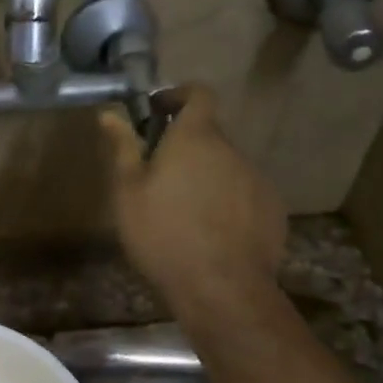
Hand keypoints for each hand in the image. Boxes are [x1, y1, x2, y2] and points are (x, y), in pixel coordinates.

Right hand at [100, 85, 285, 310]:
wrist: (221, 288)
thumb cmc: (163, 234)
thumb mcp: (128, 192)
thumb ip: (123, 148)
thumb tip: (110, 114)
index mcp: (195, 138)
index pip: (199, 93)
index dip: (179, 95)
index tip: (158, 111)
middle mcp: (231, 150)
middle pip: (209, 135)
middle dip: (185, 147)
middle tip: (159, 176)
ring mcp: (256, 179)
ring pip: (226, 167)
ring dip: (206, 177)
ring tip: (184, 212)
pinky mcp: (272, 209)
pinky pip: (244, 194)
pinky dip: (227, 202)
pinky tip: (211, 234)